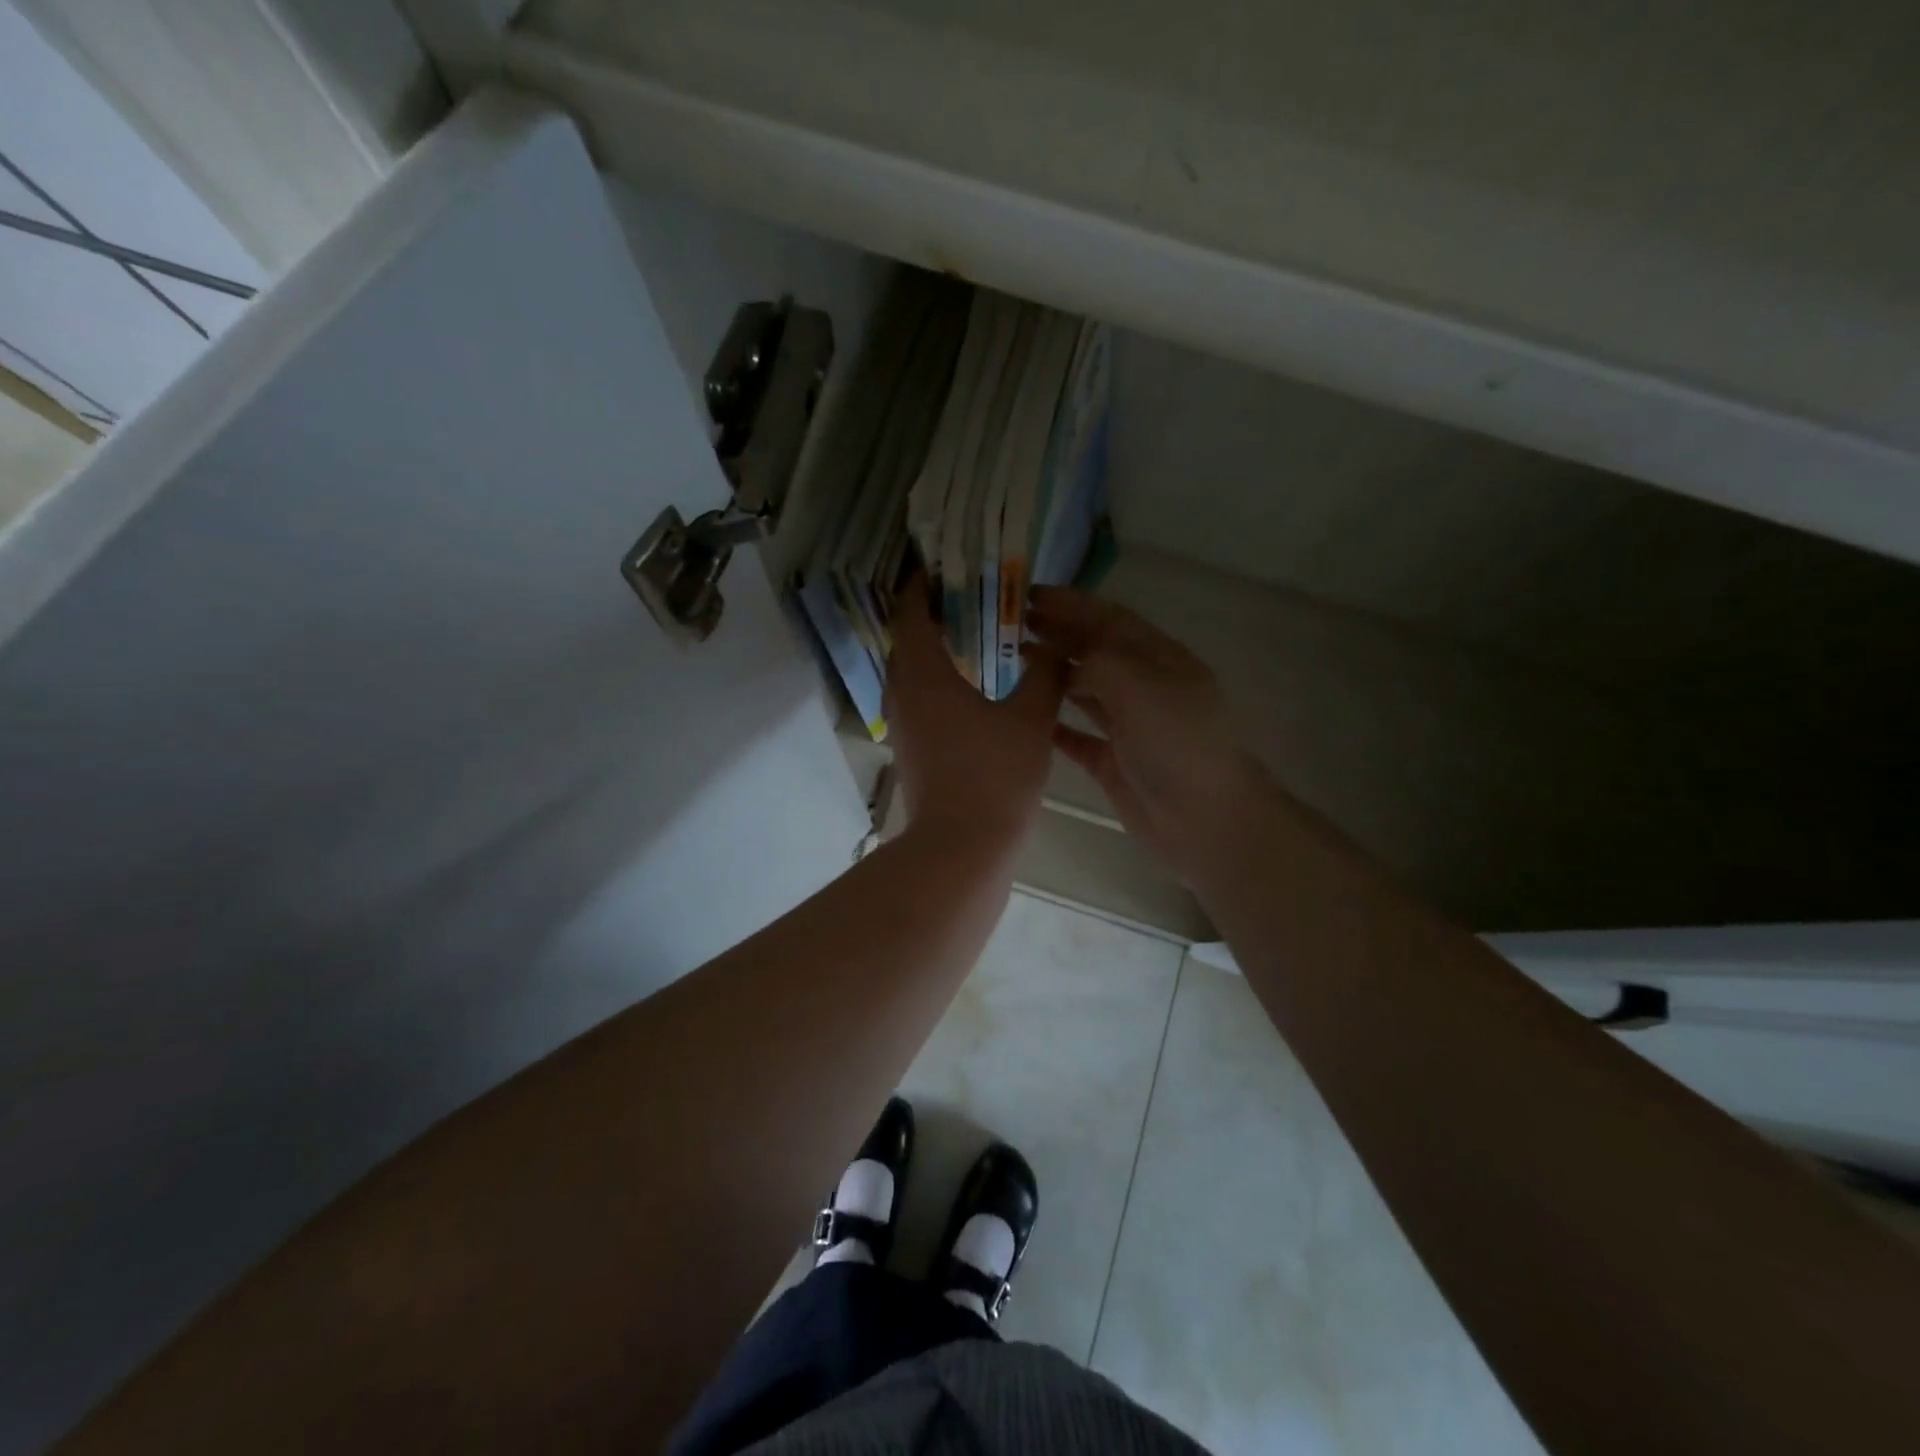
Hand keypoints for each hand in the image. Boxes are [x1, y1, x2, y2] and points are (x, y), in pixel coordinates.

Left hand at [885, 576, 1065, 844]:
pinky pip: (919, 698)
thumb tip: (1055, 650)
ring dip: (936, 650)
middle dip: (933, 615)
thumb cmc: (995, 776)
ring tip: (976, 637)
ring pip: (912, 672)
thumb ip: (1045, 676)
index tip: (946, 569)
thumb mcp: (1031, 720)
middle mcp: (903, 693)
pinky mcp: (912, 748)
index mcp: (923, 674)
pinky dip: (939, 680)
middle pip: (908, 640)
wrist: (961, 847)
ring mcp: (904, 724)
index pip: (911, 613)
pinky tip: (974, 687)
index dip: (924, 586)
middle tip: (972, 599)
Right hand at [1027, 587, 1271, 878]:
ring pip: (1083, 689)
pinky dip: (1053, 722)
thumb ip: (1097, 661)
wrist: (1203, 818)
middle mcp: (1143, 686)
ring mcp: (1128, 725)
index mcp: (1158, 658)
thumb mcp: (1138, 684)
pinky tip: (1026, 714)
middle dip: (1056, 634)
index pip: (1108, 618)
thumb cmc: (1175, 742)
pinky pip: (1076, 735)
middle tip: (1010, 625)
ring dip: (1050, 672)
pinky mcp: (1114, 761)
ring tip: (1010, 660)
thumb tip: (1066, 663)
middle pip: (1093, 651)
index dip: (1071, 603)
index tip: (1028, 594)